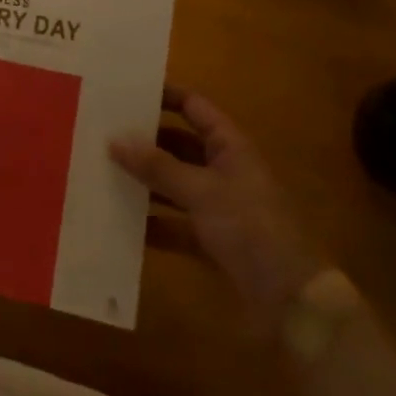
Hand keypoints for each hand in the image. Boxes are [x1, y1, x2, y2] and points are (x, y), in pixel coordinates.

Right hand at [111, 86, 327, 323]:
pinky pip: (174, 223)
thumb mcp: (201, 192)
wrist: (293, 303)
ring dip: (144, 182)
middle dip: (144, 141)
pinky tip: (120, 222)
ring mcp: (218, 207)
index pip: (193, 106)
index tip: (124, 92)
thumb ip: (157, 166)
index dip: (163, 96)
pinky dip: (152, 223)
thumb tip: (114, 140)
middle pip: (178, 145)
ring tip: (101, 172)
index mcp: (230, 147)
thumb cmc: (251, 229)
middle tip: (101, 133)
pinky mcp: (211, 241)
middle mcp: (224, 170)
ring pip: (173, 184)